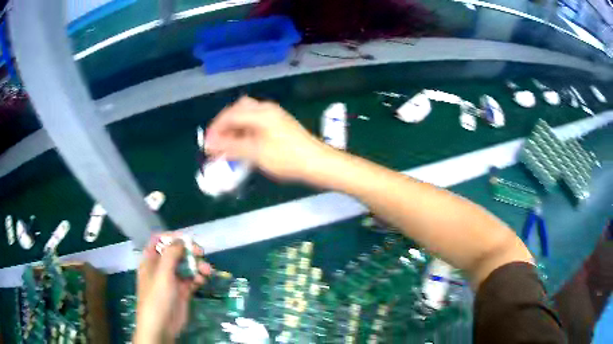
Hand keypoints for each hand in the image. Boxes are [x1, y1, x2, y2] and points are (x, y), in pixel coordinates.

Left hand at [134, 234, 210, 343]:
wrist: (161, 327)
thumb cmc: (157, 298)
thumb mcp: (162, 274)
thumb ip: (171, 255)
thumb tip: (181, 240)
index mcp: (151, 260)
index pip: (159, 241)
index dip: (171, 237)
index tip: (186, 239)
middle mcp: (161, 268)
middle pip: (175, 252)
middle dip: (188, 251)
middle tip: (201, 253)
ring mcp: (172, 280)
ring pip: (186, 266)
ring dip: (197, 265)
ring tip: (207, 270)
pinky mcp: (182, 291)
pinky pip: (192, 279)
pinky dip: (198, 277)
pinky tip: (202, 280)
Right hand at [205, 96, 335, 181]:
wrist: (318, 163)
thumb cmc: (287, 158)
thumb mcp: (256, 153)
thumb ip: (231, 147)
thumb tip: (210, 144)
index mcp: (260, 113)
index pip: (230, 115)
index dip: (215, 128)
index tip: (207, 144)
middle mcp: (266, 109)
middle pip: (238, 109)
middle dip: (224, 124)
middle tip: (217, 140)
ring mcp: (274, 116)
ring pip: (247, 115)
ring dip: (235, 127)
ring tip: (227, 145)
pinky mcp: (279, 124)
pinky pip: (256, 122)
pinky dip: (245, 130)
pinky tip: (243, 144)